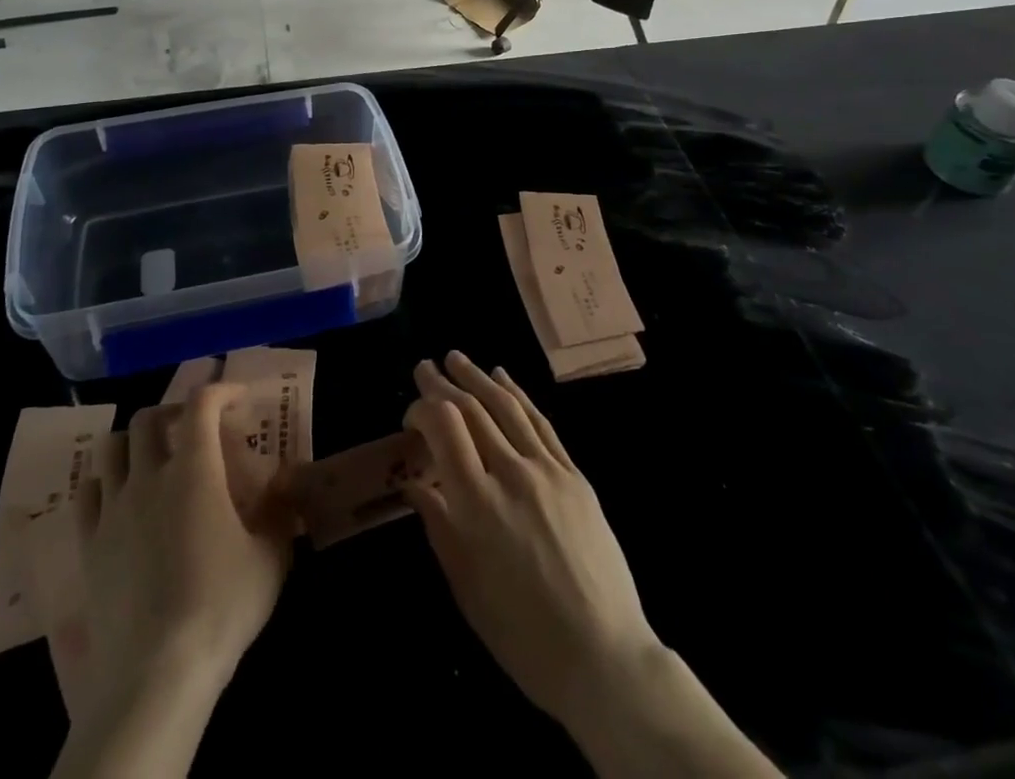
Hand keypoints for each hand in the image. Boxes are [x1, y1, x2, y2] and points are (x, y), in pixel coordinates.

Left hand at [56, 384, 293, 778]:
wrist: (156, 673)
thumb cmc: (221, 606)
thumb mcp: (270, 558)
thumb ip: (279, 512)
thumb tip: (287, 484)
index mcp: (194, 469)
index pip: (201, 404)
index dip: (221, 390)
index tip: (238, 399)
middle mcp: (148, 476)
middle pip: (148, 418)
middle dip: (172, 413)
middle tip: (193, 429)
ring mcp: (113, 509)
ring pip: (111, 447)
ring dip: (134, 442)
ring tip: (153, 458)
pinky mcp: (88, 544)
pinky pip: (88, 492)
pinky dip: (106, 482)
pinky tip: (121, 499)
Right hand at [400, 352, 654, 725]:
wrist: (604, 657)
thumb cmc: (522, 634)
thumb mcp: (465, 586)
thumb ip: (437, 524)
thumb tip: (413, 483)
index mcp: (477, 503)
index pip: (444, 426)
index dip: (422, 409)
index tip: (410, 416)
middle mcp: (511, 473)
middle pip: (472, 409)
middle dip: (443, 383)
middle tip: (424, 366)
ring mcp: (548, 470)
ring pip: (506, 406)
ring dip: (478, 377)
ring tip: (457, 358)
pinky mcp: (574, 475)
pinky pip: (541, 423)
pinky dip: (518, 395)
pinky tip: (503, 379)